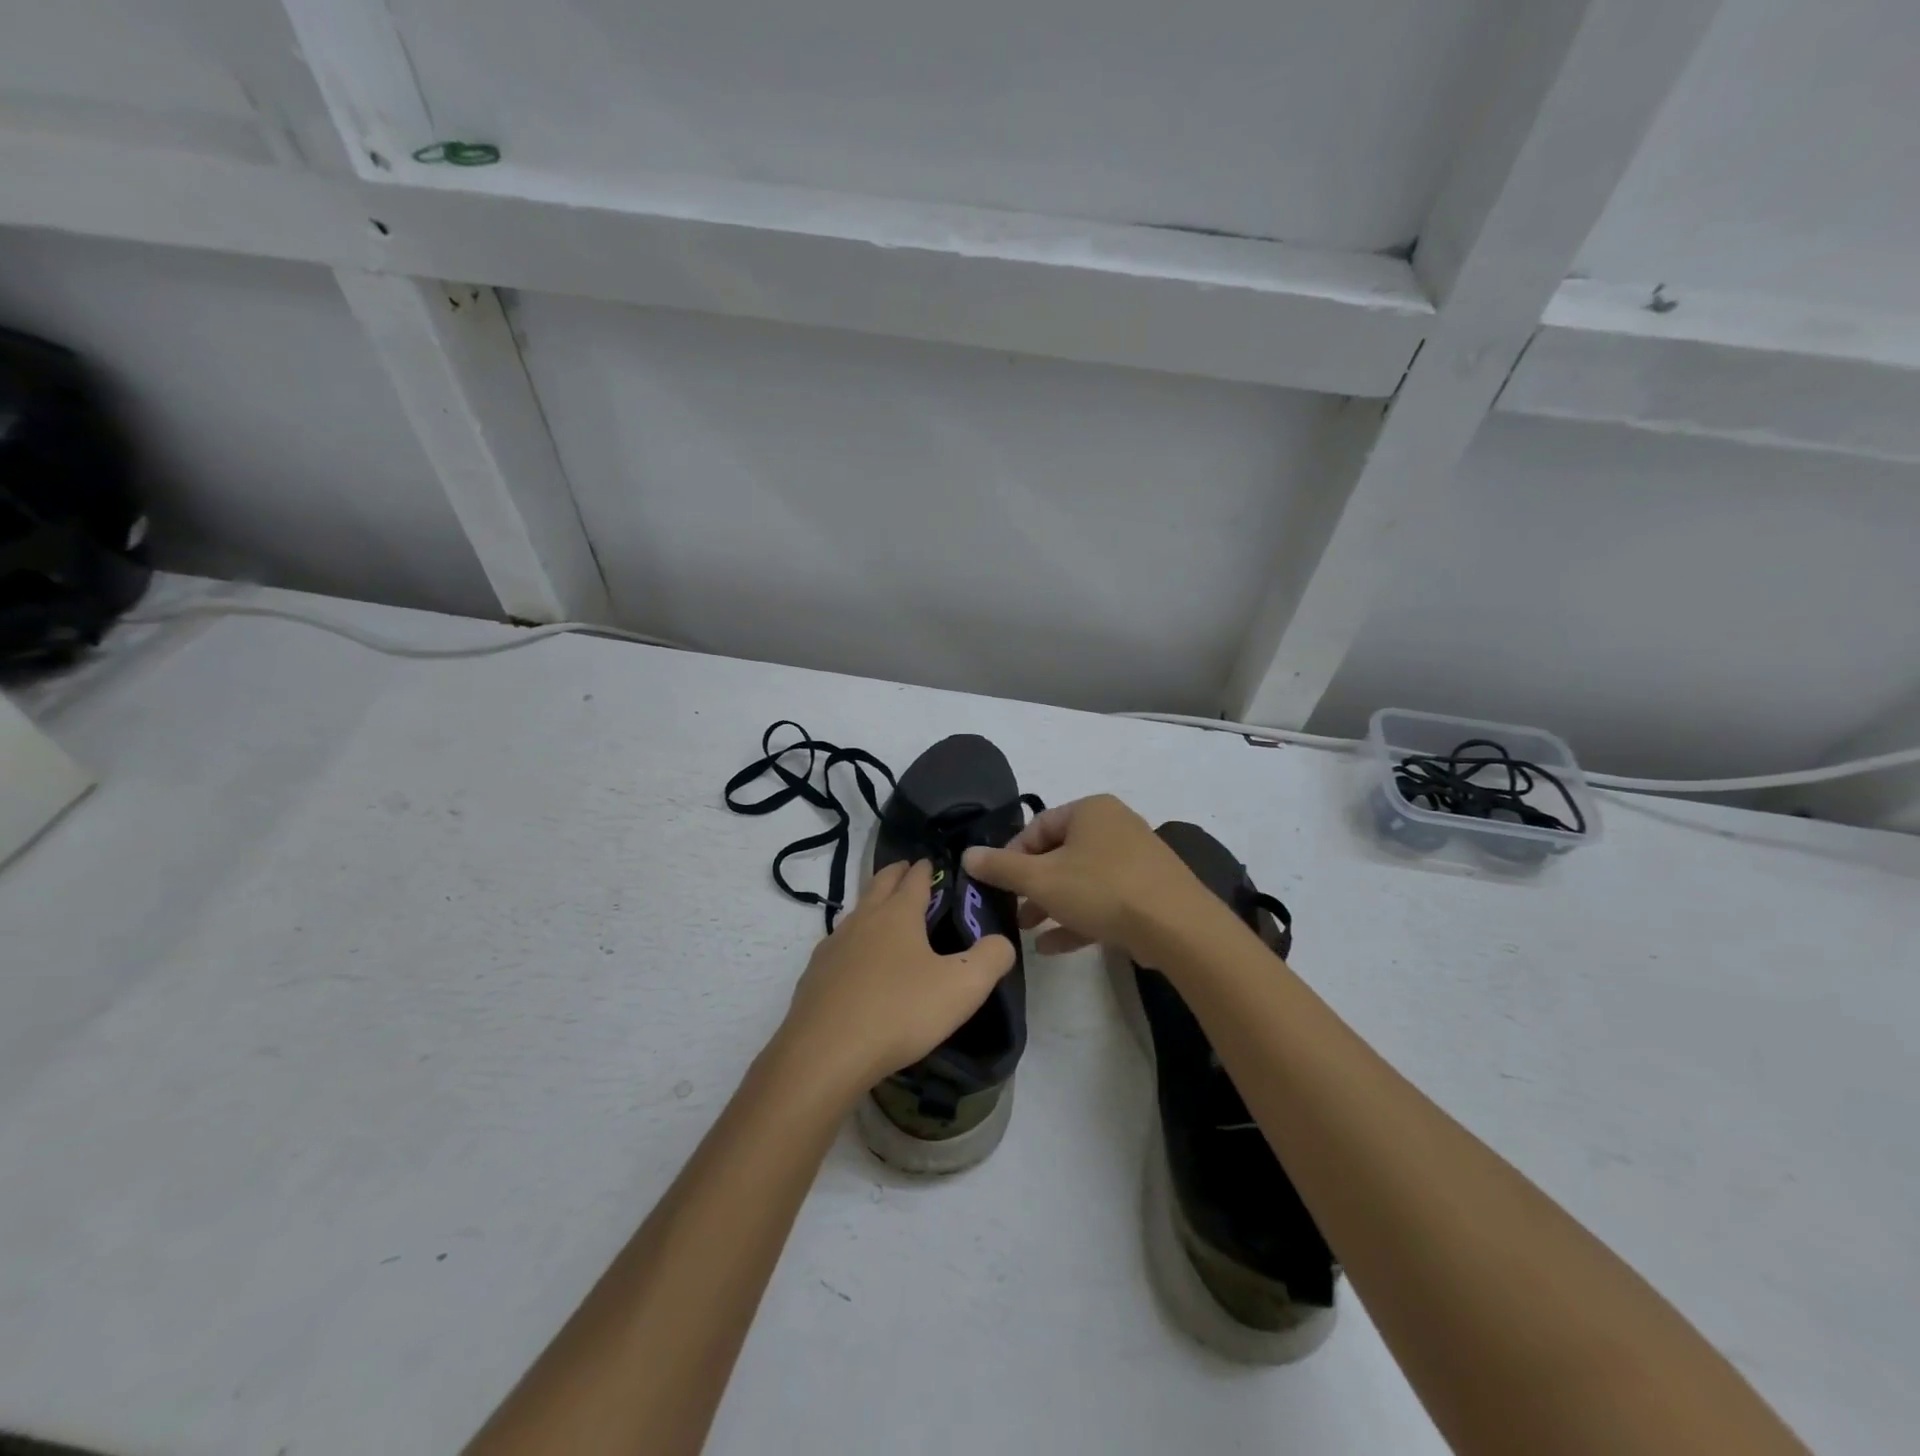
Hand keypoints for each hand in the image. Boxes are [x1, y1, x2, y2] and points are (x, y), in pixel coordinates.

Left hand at [775, 859, 1016, 1098]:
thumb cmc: (899, 1012)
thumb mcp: (963, 987)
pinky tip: (855, 961)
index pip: (914, 880)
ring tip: (883, 912)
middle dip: (895, 874)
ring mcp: (833, 946)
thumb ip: (991, 959)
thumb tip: (1001, 942)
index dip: (925, 869)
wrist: (825, 1053)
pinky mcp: (815, 975)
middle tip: (906, 869)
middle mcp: (863, 920)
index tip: (929, 861)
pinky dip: (852, 942)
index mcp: (898, 915)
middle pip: (879, 885)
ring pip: (856, 913)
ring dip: (871, 904)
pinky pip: (838, 946)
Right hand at [962, 794, 1212, 958]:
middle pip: (1059, 854)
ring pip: (1081, 880)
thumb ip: (1001, 867)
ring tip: (1028, 929)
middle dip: (1032, 885)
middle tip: (1011, 909)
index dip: (1011, 855)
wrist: (1177, 927)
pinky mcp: (1147, 892)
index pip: (1038, 827)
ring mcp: (1135, 860)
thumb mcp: (1042, 879)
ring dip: (1051, 904)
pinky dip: (1078, 918)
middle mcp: (1114, 827)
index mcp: (1090, 811)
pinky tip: (1053, 947)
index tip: (997, 883)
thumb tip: (967, 855)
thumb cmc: (1102, 889)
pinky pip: (1104, 900)